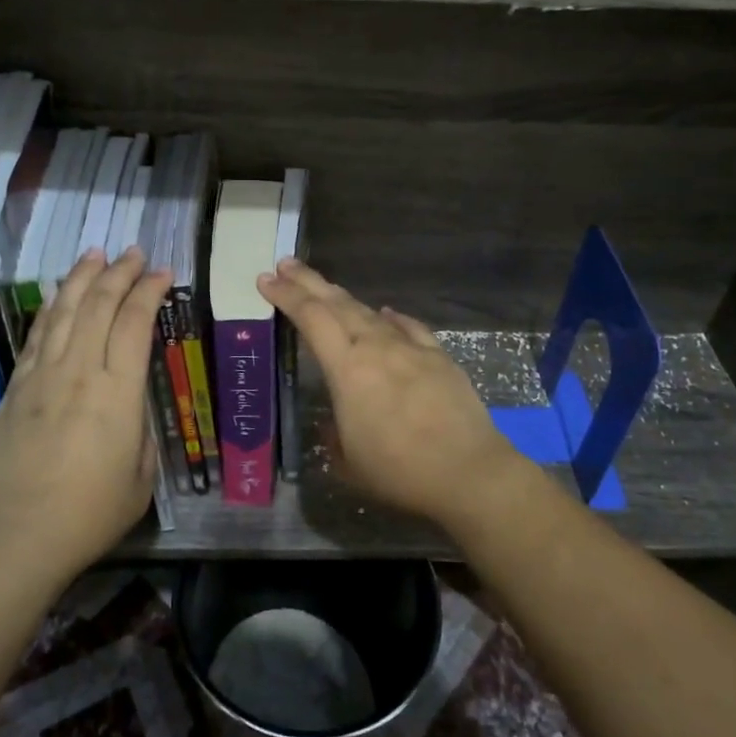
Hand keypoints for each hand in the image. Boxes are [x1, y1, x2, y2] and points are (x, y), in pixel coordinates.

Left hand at [0, 247, 171, 585]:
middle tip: (134, 253)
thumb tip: (132, 404)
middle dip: (119, 272)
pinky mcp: (17, 387)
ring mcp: (43, 376)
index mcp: (118, 393)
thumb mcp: (141, 475)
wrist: (18, 535)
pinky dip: (52, 307)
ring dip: (83, 278)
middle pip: (100, 305)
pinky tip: (59, 294)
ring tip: (96, 254)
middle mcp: (79, 372)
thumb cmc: (91, 513)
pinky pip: (37, 335)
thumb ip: (141, 429)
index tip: (162, 272)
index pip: (136, 323)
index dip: (150, 291)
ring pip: (65, 311)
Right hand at [257, 259, 528, 530]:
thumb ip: (334, 438)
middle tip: (285, 264)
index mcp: (348, 369)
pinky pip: (409, 327)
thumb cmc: (399, 471)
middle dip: (308, 282)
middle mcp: (377, 347)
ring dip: (344, 298)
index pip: (311, 318)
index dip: (286, 296)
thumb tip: (335, 425)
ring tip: (328, 289)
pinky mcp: (439, 357)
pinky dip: (392, 318)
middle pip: (337, 304)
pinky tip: (386, 313)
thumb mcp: (349, 464)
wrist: (468, 472)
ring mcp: (411, 349)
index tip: (266, 279)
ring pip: (370, 313)